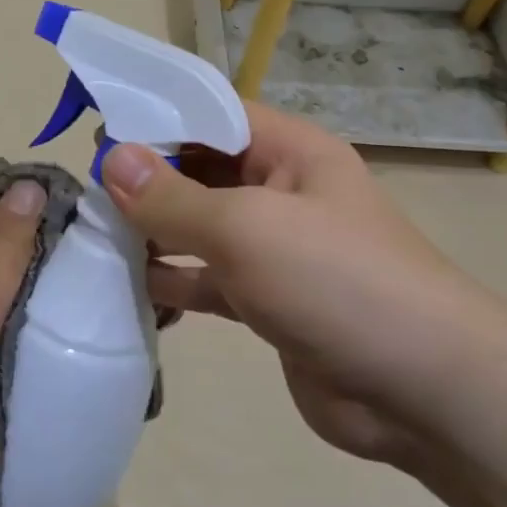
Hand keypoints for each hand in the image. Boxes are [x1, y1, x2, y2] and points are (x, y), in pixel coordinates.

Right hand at [102, 103, 506, 469]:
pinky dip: (173, 283)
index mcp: (291, 153)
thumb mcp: (247, 228)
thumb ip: (174, 197)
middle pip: (202, 172)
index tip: (96, 133)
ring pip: (200, 229)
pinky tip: (129, 290)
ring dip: (153, 234)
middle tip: (85, 193)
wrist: (421, 390)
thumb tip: (112, 158)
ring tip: (94, 240)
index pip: (214, 115)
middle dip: (148, 181)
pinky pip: (208, 280)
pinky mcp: (267, 303)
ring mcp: (275, 251)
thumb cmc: (336, 281)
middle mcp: (282, 193)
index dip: (157, 119)